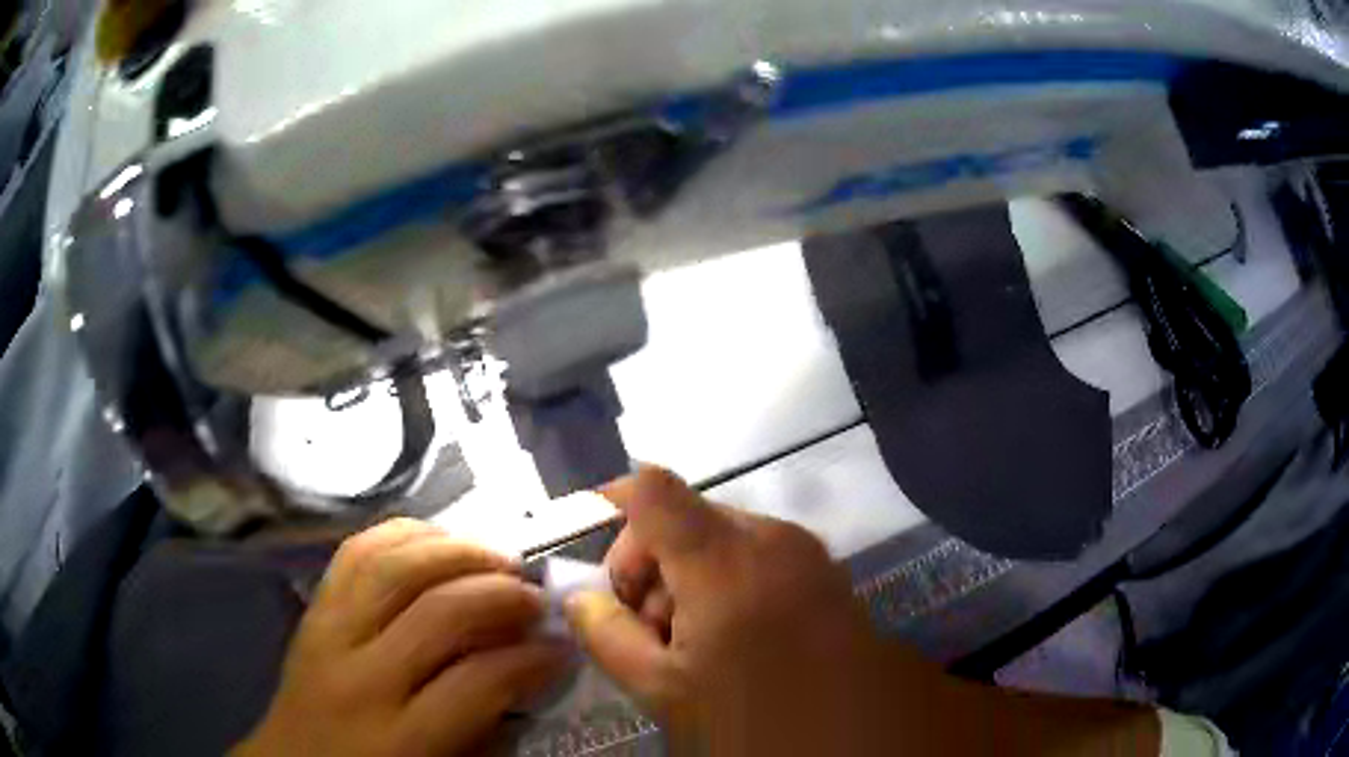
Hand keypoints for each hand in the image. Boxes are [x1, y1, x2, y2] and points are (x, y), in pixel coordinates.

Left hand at [233, 519, 568, 756]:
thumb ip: (485, 727)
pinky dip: (402, 534)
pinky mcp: (312, 609)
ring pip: (392, 565)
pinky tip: (436, 540)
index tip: (561, 648)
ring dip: (455, 551)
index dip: (531, 660)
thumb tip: (528, 672)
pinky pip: (355, 552)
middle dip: (499, 593)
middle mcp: (359, 677)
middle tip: (535, 595)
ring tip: (496, 558)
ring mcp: (327, 633)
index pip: (477, 682)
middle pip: (437, 611)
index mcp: (398, 739)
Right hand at [563, 468, 923, 754]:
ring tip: (694, 641)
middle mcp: (767, 536)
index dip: (612, 507)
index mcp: (725, 560)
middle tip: (650, 630)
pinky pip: (754, 550)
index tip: (605, 572)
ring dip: (687, 576)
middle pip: (683, 516)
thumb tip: (579, 597)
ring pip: (717, 535)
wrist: (851, 730)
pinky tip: (735, 634)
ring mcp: (802, 547)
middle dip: (649, 567)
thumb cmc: (753, 713)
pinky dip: (725, 578)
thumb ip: (607, 636)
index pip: (652, 490)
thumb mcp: (664, 689)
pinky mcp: (821, 565)